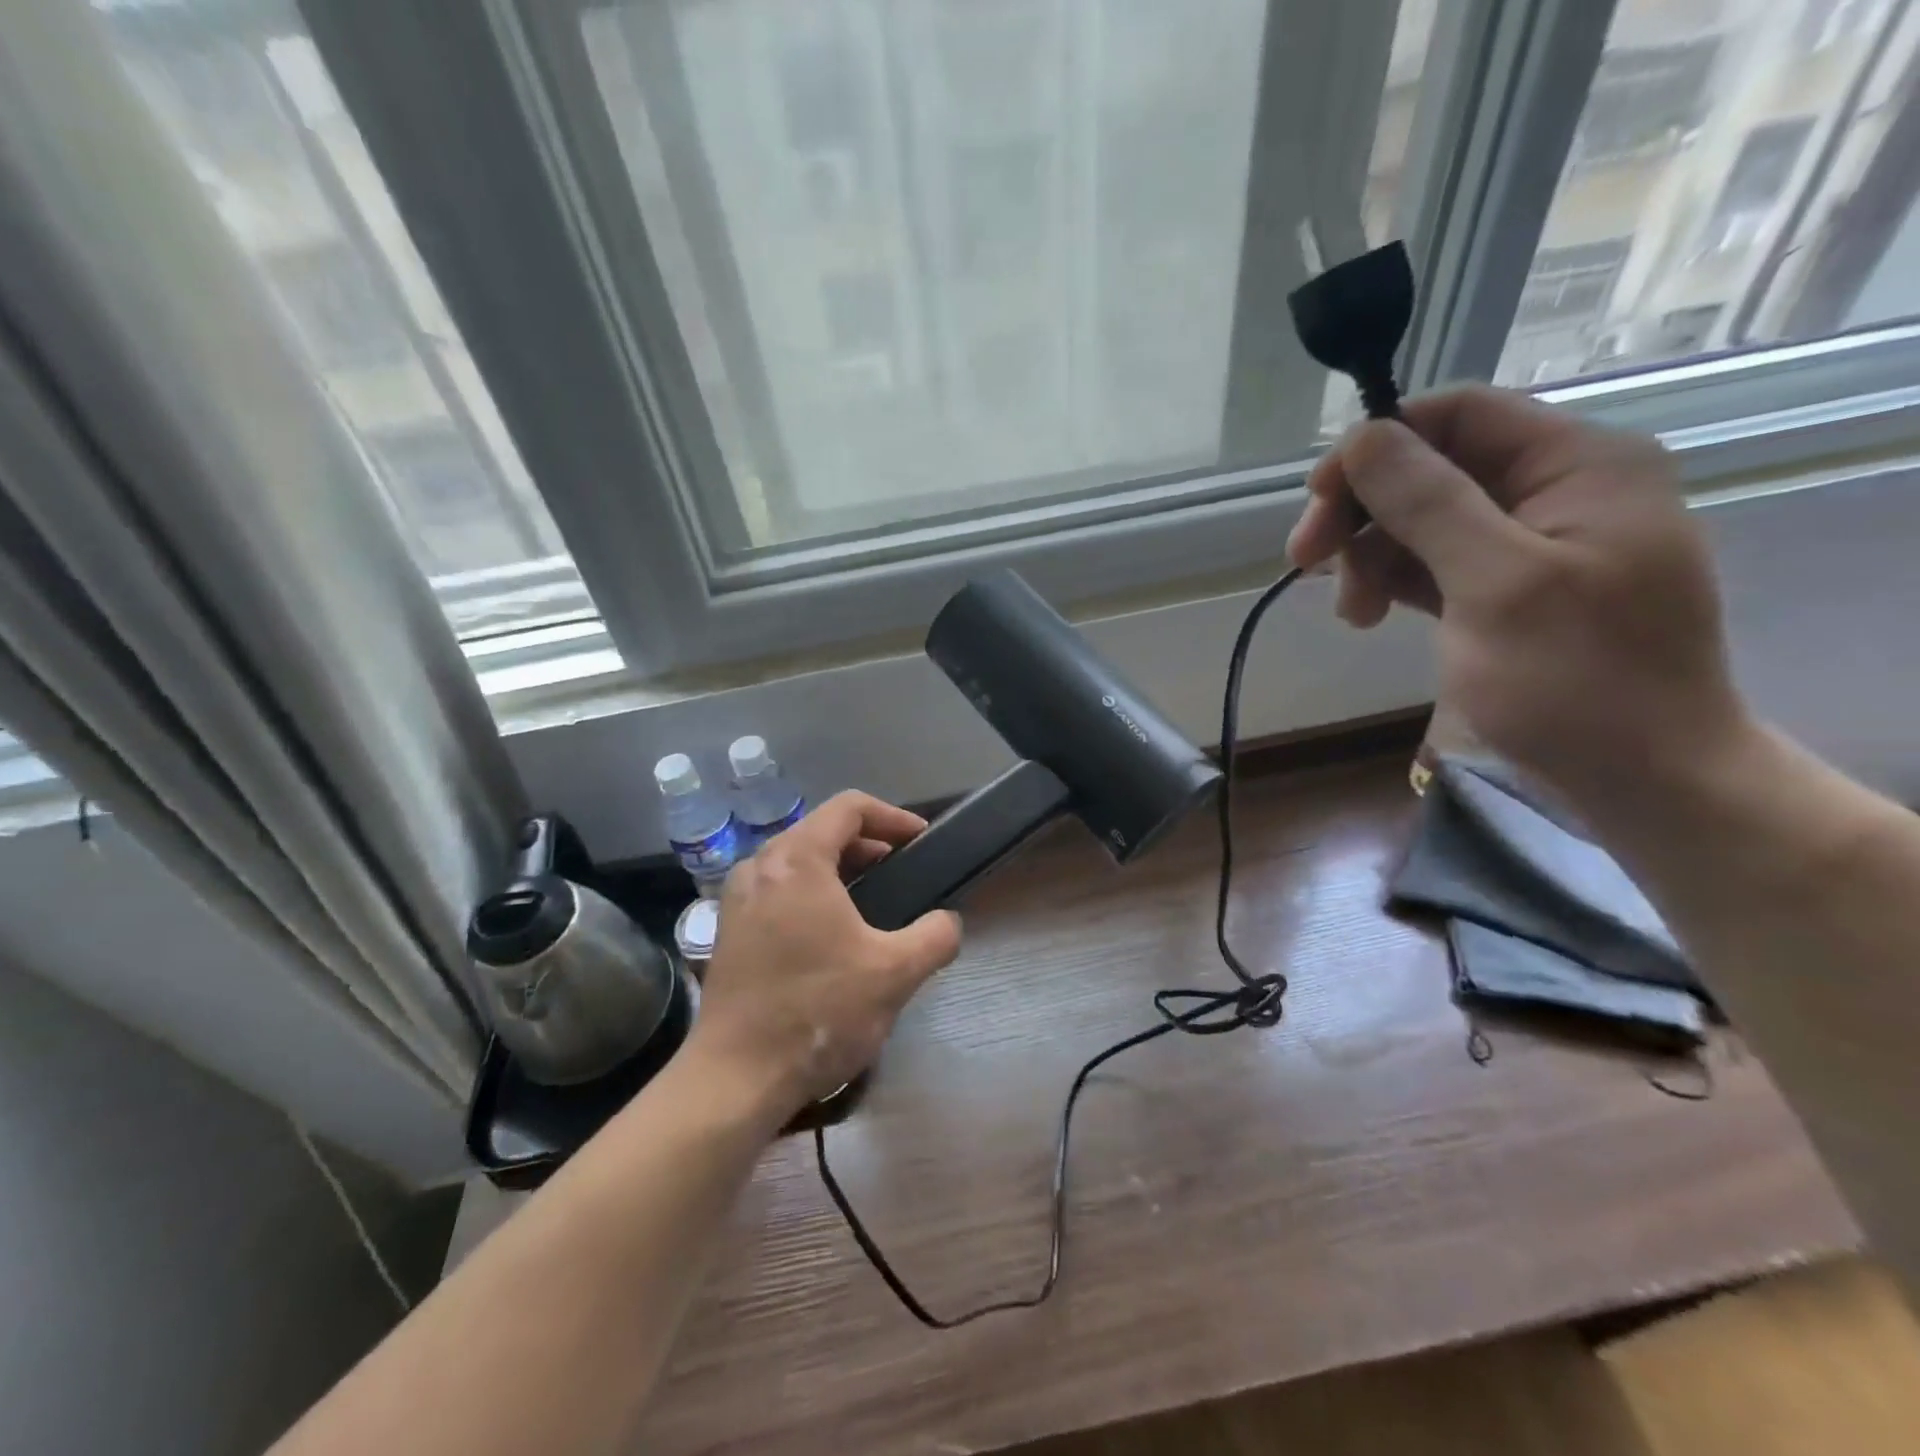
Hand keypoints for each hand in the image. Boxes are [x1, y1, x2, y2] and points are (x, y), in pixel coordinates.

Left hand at [686, 792, 961, 1121]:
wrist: (736, 1078)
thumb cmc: (817, 1012)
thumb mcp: (895, 974)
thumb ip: (936, 936)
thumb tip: (947, 922)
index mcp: (796, 860)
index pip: (849, 808)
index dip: (893, 817)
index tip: (921, 842)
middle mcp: (760, 866)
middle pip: (822, 830)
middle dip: (870, 845)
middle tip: (905, 873)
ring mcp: (738, 898)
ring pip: (798, 861)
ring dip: (841, 871)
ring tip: (876, 903)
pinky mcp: (730, 929)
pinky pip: (779, 889)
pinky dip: (813, 893)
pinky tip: (835, 934)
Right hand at [1288, 385, 1751, 806]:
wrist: (1644, 778)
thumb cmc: (1577, 681)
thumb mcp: (1496, 585)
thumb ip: (1429, 503)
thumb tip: (1364, 436)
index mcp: (1578, 464)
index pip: (1459, 415)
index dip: (1378, 445)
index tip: (1316, 500)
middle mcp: (1558, 489)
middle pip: (1433, 468)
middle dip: (1364, 511)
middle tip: (1306, 563)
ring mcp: (1534, 542)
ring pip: (1424, 519)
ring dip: (1371, 556)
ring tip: (1351, 612)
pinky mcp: (1509, 588)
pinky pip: (1436, 563)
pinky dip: (1394, 582)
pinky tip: (1369, 616)